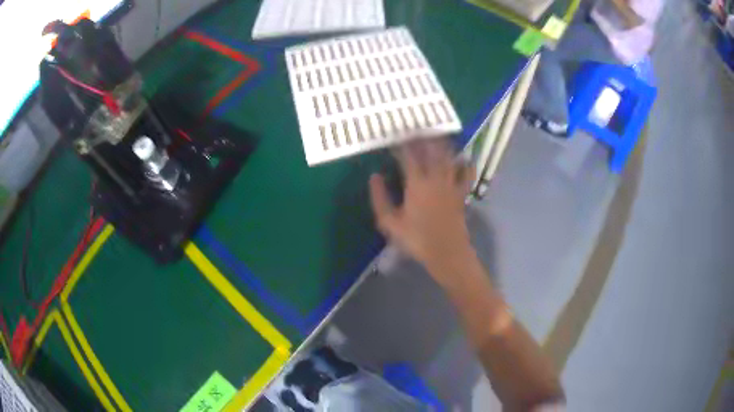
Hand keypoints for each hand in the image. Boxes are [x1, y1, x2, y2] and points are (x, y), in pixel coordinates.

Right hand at [369, 139, 474, 283]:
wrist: (447, 253)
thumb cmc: (416, 239)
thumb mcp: (390, 223)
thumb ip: (380, 198)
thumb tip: (374, 176)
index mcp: (417, 183)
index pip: (408, 156)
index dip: (400, 144)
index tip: (394, 135)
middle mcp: (436, 178)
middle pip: (431, 149)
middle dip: (423, 136)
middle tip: (417, 126)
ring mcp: (452, 184)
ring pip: (449, 156)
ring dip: (443, 144)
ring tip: (437, 134)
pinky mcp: (462, 193)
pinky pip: (467, 174)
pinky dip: (466, 164)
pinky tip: (464, 158)